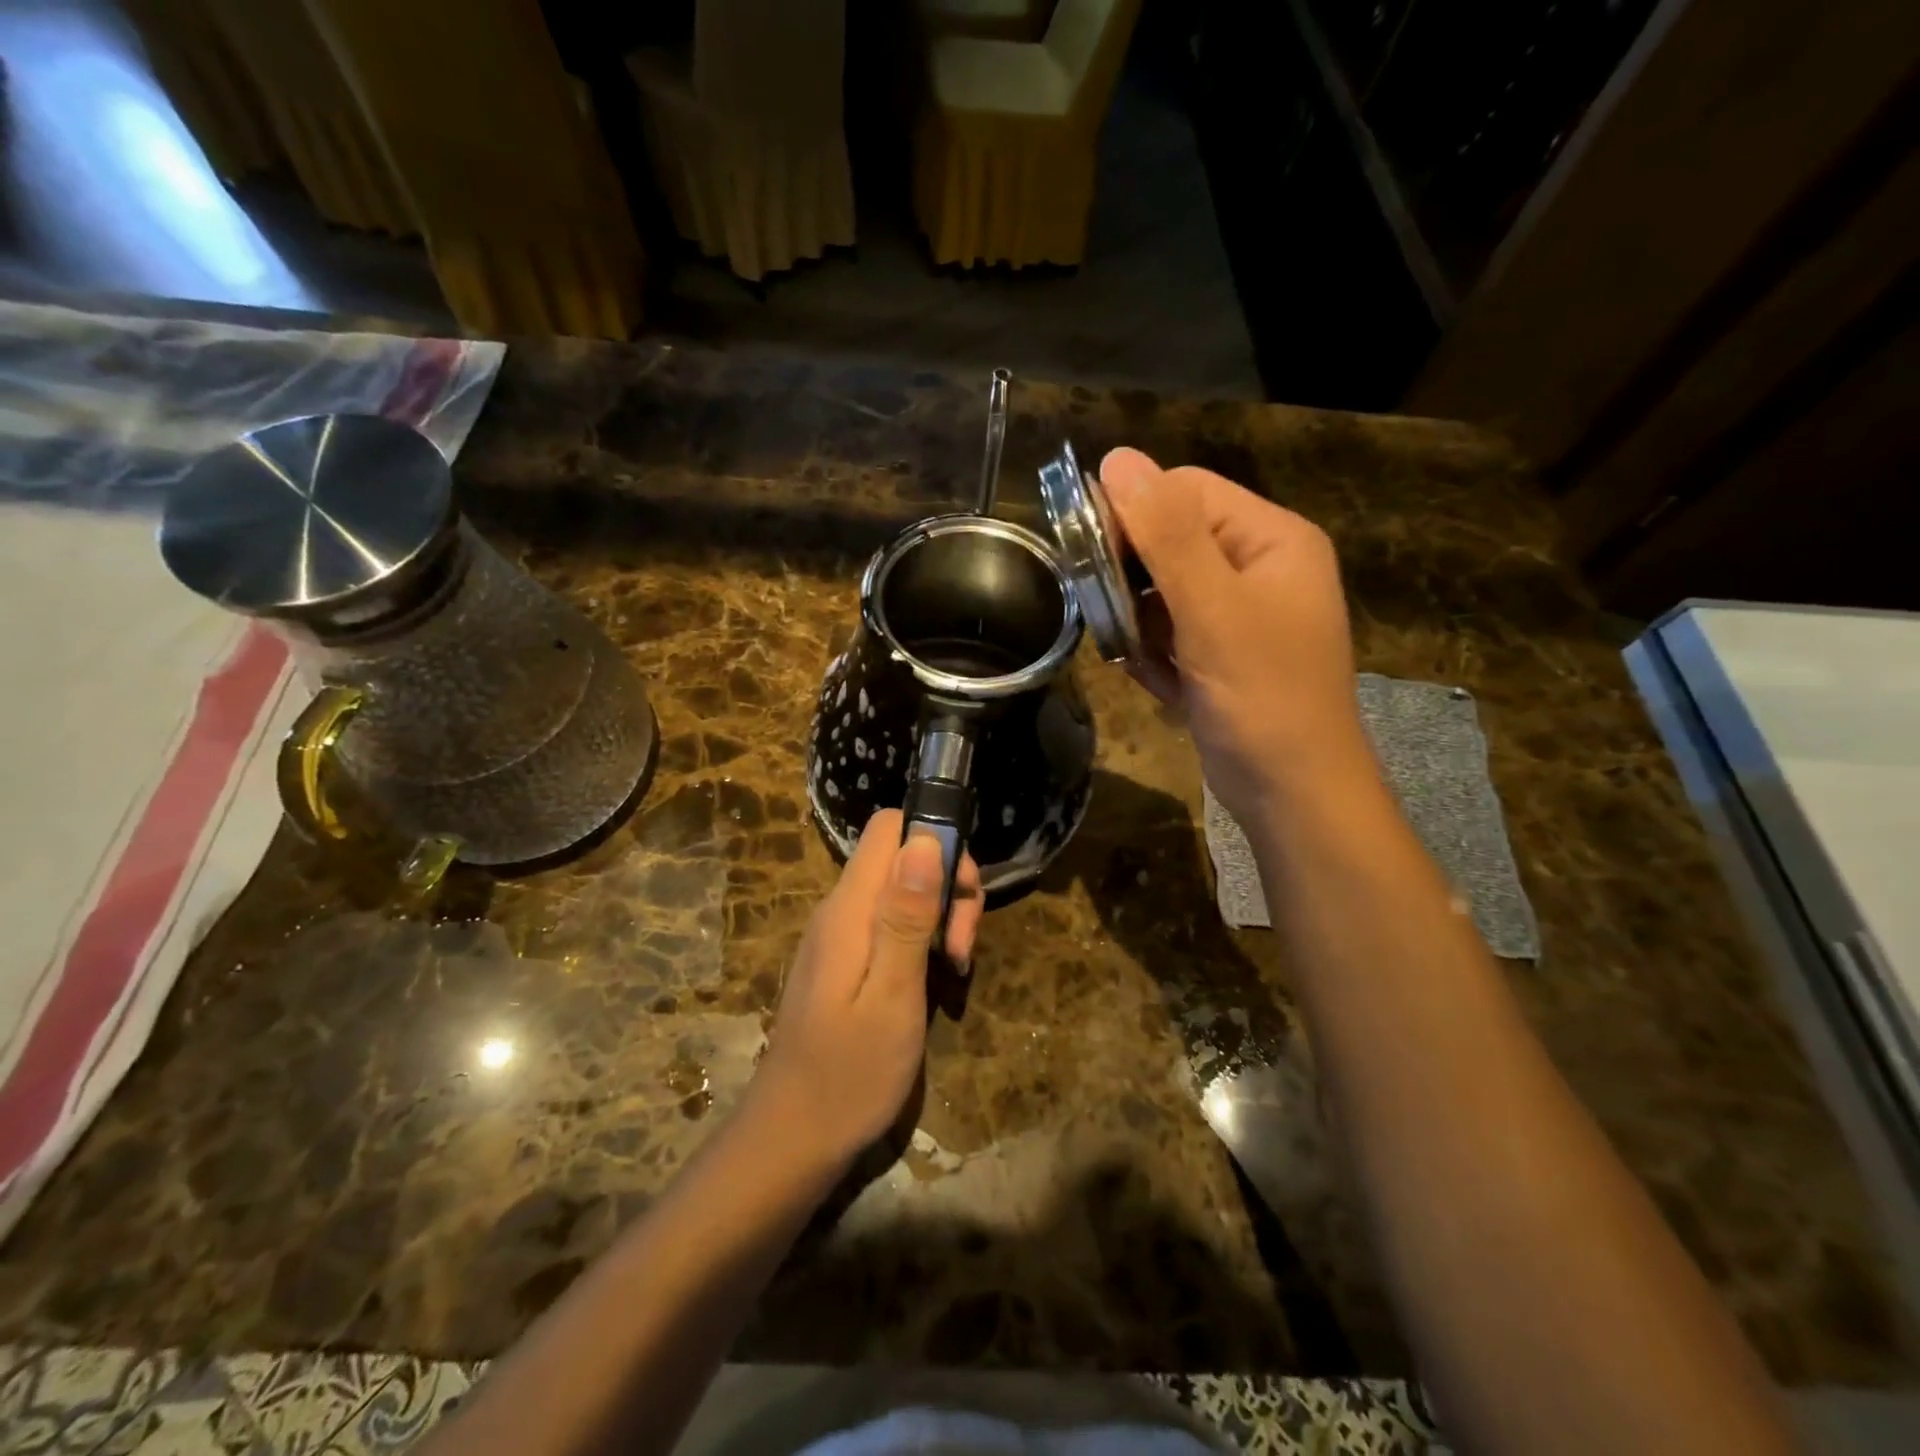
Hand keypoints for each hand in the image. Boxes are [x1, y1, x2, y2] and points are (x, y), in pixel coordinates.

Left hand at [752, 810, 983, 1170]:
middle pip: (902, 858)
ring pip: (901, 891)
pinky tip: (933, 982)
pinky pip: (890, 925)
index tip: (961, 894)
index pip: (891, 827)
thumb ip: (906, 916)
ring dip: (939, 918)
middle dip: (946, 888)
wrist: (793, 1138)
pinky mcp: (845, 960)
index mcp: (850, 908)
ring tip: (954, 970)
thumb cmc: (849, 1073)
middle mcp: (840, 909)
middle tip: (962, 946)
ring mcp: (840, 935)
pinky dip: (920, 941)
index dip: (936, 842)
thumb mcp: (892, 994)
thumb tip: (923, 840)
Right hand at [1101, 447, 1370, 823]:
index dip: (1133, 512)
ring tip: (1141, 658)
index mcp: (1271, 539)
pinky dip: (1155, 656)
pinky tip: (1163, 685)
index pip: (1186, 491)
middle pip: (1172, 540)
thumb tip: (1118, 458)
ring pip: (1163, 592)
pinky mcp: (1221, 655)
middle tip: (1109, 614)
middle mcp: (1259, 567)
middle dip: (1133, 579)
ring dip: (1139, 623)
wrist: (1294, 795)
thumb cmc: (1261, 697)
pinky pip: (1170, 633)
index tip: (1089, 552)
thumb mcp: (1212, 609)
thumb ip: (1166, 533)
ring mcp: (1240, 615)